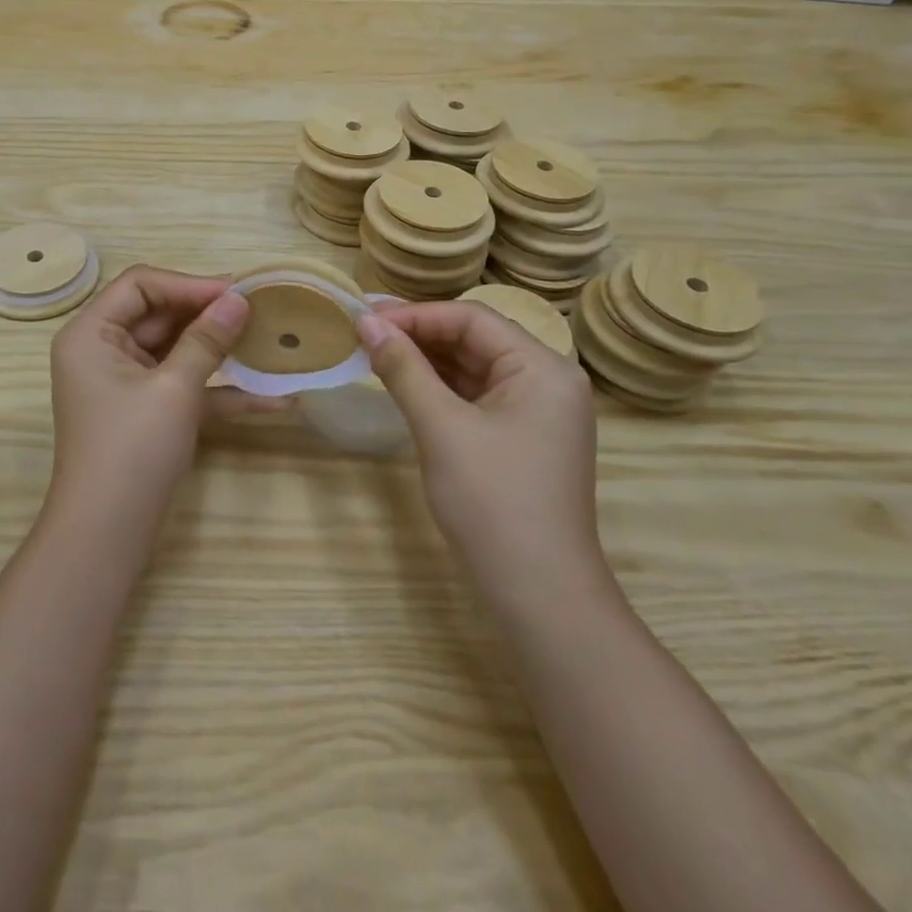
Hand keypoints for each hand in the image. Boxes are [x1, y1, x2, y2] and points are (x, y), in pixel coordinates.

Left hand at [47, 266, 250, 528]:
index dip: (189, 284)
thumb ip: (207, 339)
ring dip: (219, 349)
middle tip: (260, 310)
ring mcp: (125, 383)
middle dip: (209, 314)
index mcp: (91, 333)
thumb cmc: (131, 450)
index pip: (140, 284)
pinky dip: (219, 390)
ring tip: (269, 340)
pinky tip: (272, 400)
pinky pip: (182, 386)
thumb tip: (239, 298)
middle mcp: (103, 350)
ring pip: (175, 349)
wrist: (106, 537)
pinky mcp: (146, 412)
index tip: (237, 292)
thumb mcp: (173, 388)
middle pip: (159, 313)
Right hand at [358, 301, 603, 591]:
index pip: (472, 318)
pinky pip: (477, 396)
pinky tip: (405, 384)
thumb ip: (403, 368)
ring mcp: (538, 412)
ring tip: (375, 353)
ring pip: (473, 367)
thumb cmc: (492, 502)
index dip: (416, 314)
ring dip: (426, 360)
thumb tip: (365, 322)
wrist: (539, 596)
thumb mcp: (441, 428)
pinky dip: (440, 388)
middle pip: (475, 339)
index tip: (365, 317)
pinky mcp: (523, 437)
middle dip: (419, 334)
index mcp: (543, 368)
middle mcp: (548, 380)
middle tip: (363, 332)